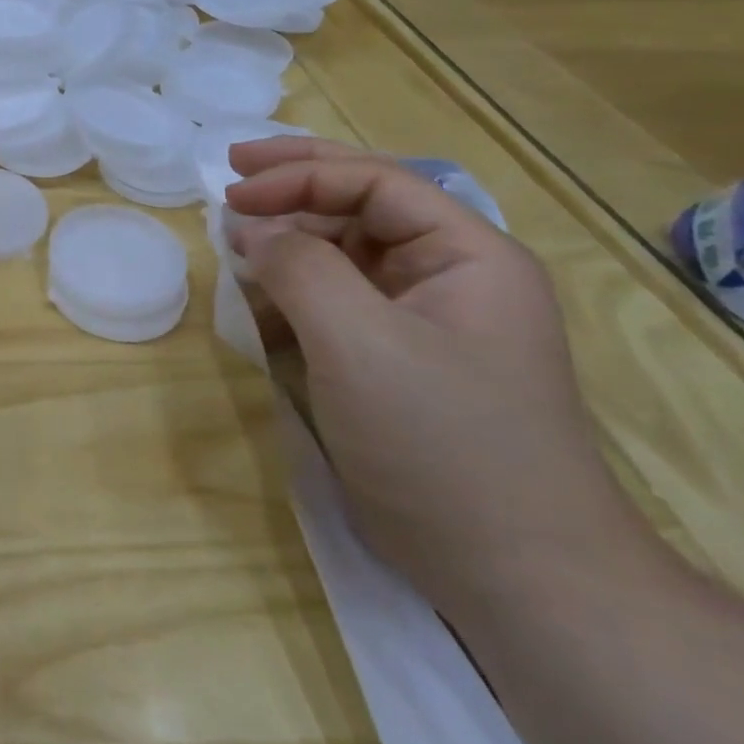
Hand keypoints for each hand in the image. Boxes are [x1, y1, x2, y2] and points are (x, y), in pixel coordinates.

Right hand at [224, 137, 647, 620]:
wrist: (512, 572)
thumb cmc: (441, 442)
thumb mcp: (358, 342)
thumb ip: (300, 268)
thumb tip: (253, 230)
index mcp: (467, 256)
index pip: (375, 182)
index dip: (299, 176)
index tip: (232, 192)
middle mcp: (449, 276)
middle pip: (362, 204)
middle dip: (294, 186)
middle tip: (230, 171)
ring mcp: (423, 320)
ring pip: (344, 252)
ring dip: (288, 241)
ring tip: (235, 242)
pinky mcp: (396, 359)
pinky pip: (336, 300)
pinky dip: (292, 290)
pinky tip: (257, 298)